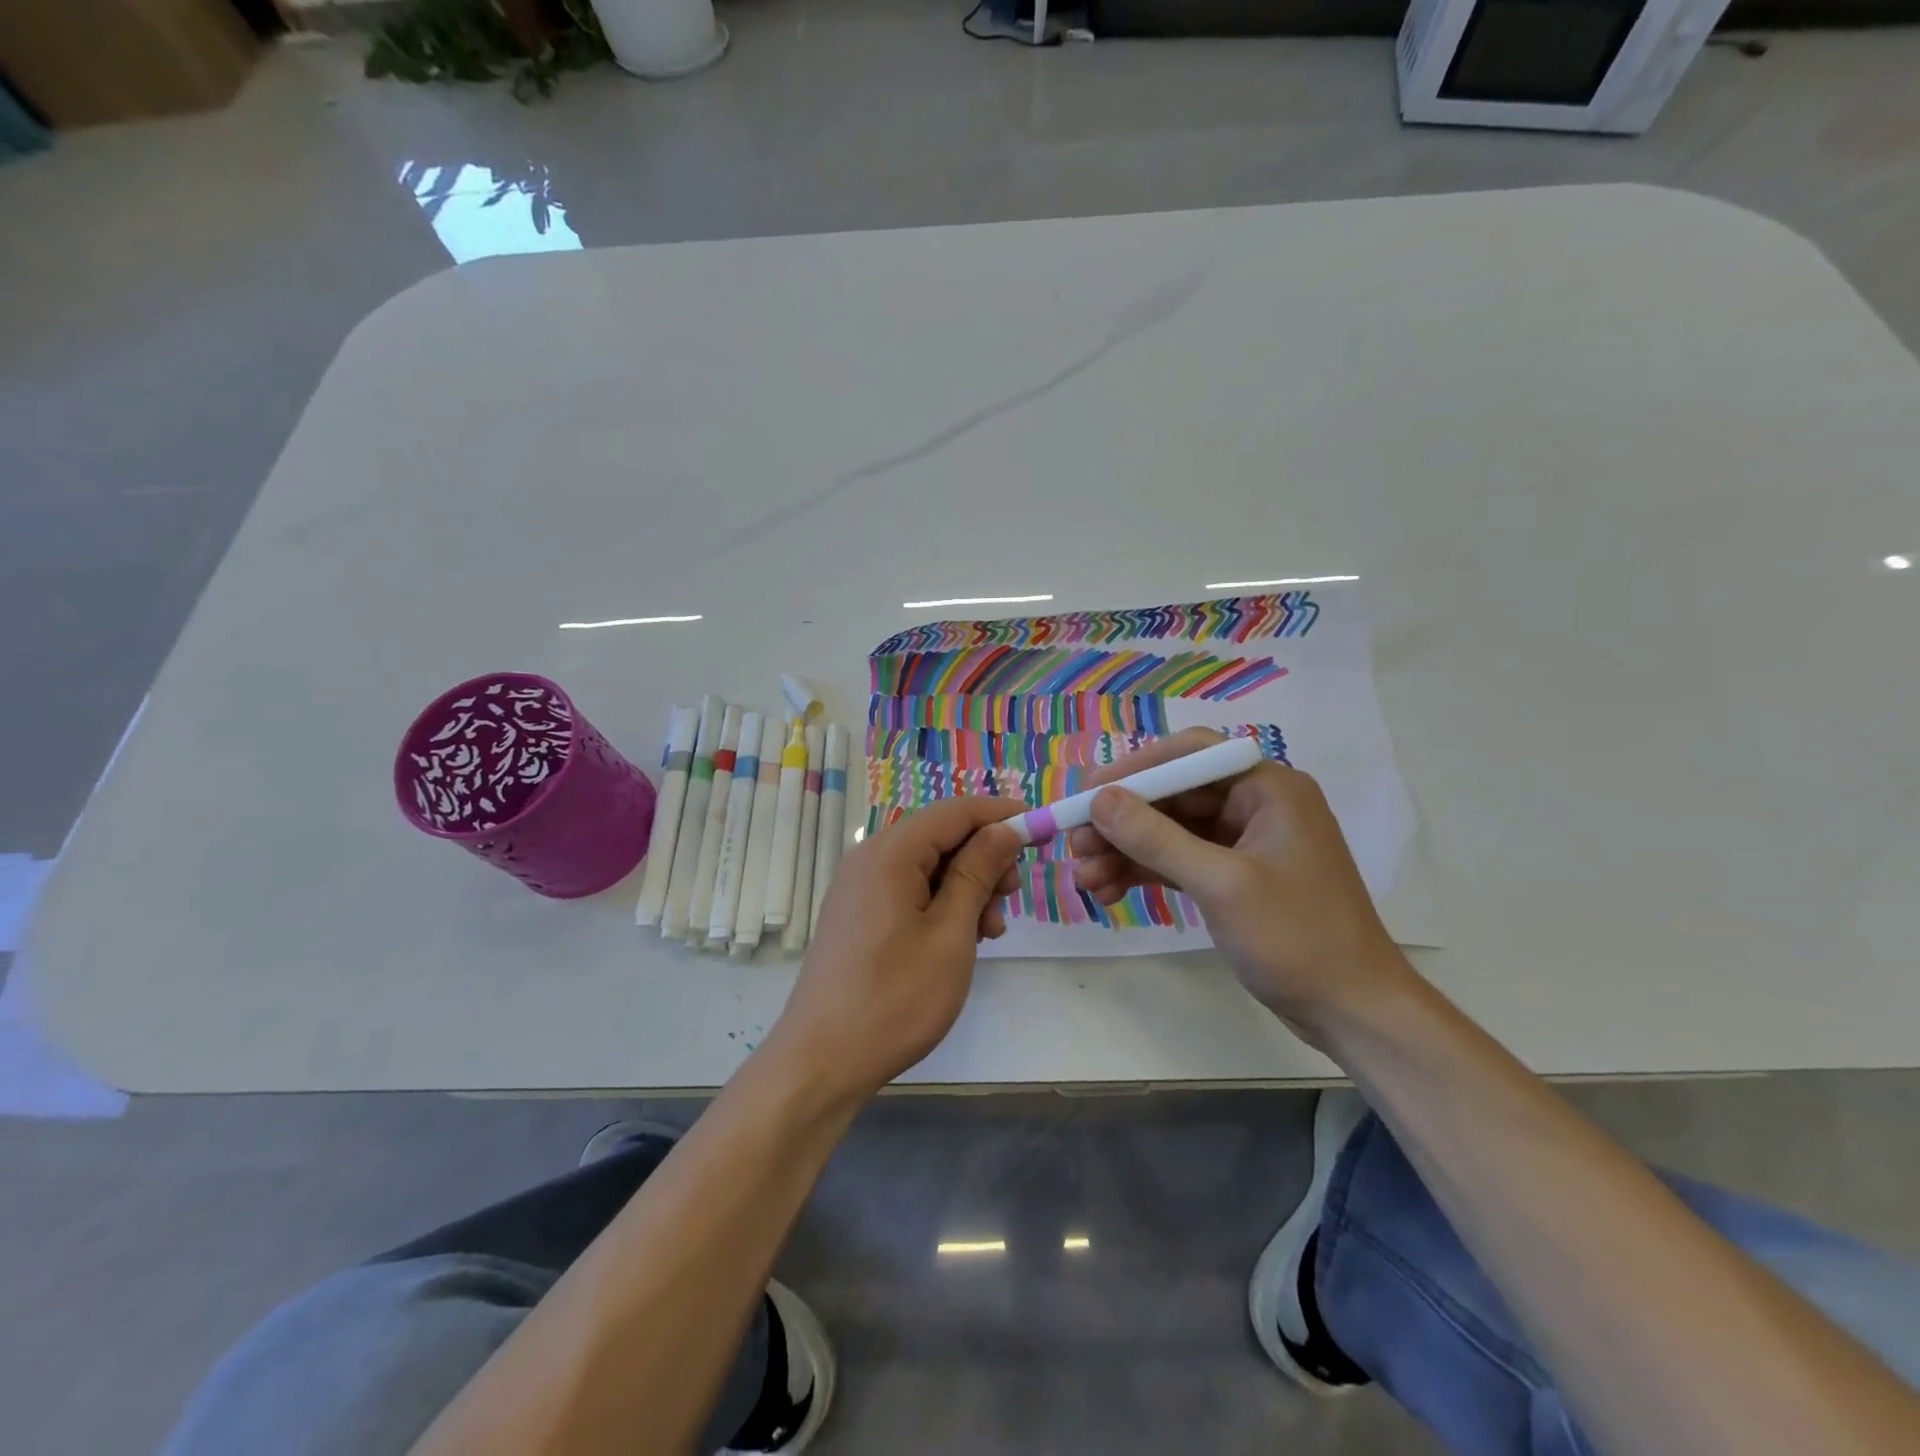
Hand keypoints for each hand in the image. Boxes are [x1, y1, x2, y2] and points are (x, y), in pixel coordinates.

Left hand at [767, 795, 1026, 1104]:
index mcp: (890, 853)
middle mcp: (869, 858)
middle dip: (984, 857)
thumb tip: (1003, 829)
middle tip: (1012, 896)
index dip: (1001, 815)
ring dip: (966, 886)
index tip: (1042, 829)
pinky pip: (908, 890)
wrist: (821, 1061)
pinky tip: (961, 939)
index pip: (955, 812)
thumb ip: (977, 873)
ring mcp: (859, 887)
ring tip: (991, 930)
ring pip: (927, 866)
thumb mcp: (951, 934)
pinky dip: (941, 904)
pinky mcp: (858, 914)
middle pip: (940, 836)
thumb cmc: (895, 998)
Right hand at [1069, 728, 1413, 1042]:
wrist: (1353, 1011)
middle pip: (1173, 795)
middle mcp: (1255, 804)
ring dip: (1126, 851)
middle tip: (1077, 846)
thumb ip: (1157, 839)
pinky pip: (1180, 860)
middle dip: (1122, 821)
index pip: (1189, 755)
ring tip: (1085, 879)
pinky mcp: (1234, 876)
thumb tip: (1099, 800)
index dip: (1134, 770)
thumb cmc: (1297, 938)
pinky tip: (1110, 892)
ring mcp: (1244, 842)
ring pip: (1170, 830)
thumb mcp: (1221, 884)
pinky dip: (1145, 872)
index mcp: (1267, 788)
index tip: (1087, 795)